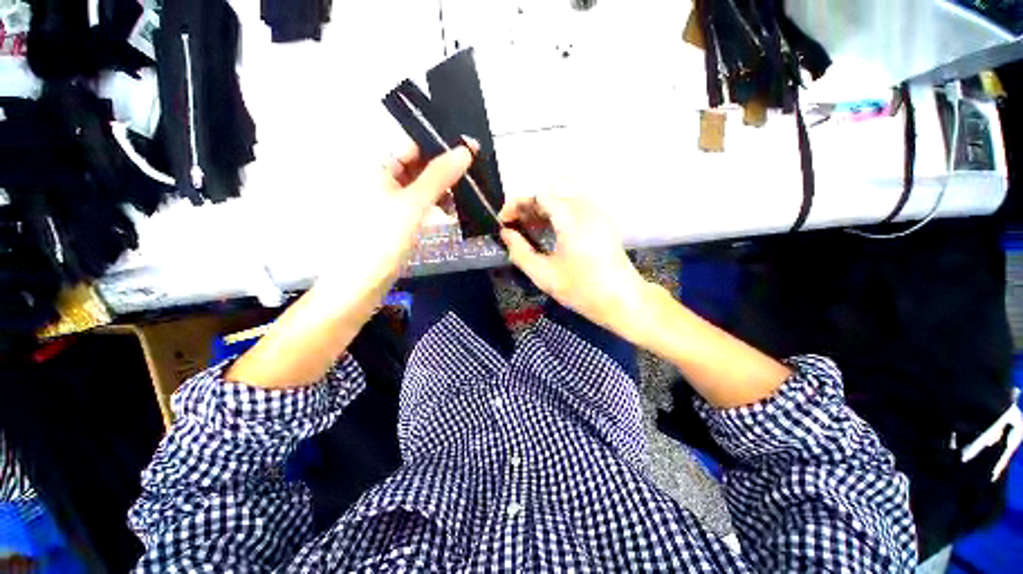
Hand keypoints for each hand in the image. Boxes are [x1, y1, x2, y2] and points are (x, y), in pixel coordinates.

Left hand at [317, 142, 474, 310]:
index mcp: (377, 166)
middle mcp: (382, 178)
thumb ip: (439, 176)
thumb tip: (465, 150)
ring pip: (422, 185)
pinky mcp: (398, 218)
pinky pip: (421, 203)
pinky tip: (450, 212)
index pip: (414, 145)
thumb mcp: (413, 204)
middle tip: (475, 174)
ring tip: (466, 196)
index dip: (442, 145)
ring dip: (443, 189)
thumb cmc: (382, 239)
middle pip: (419, 164)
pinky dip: (436, 205)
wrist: (362, 283)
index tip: (472, 150)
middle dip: (446, 170)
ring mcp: (390, 199)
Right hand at [499, 195, 650, 340]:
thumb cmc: (582, 291)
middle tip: (514, 227)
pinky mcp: (602, 223)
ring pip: (562, 200)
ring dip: (542, 210)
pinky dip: (556, 215)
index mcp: (571, 219)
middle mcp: (586, 209)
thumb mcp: (544, 275)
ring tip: (529, 229)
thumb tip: (506, 233)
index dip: (517, 204)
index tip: (504, 222)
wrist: (623, 301)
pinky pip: (574, 208)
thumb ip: (520, 252)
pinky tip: (549, 232)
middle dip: (528, 207)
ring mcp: (597, 215)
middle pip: (551, 194)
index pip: (539, 195)